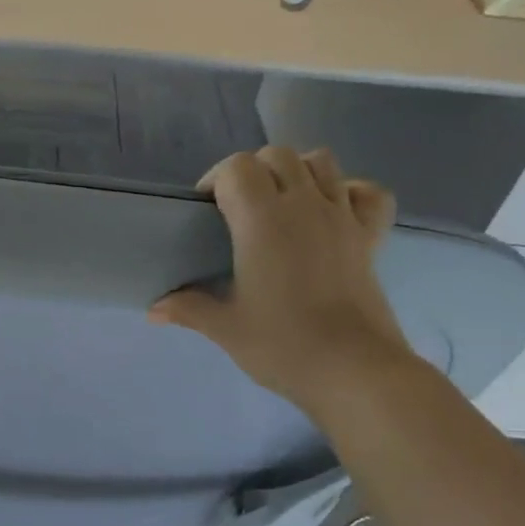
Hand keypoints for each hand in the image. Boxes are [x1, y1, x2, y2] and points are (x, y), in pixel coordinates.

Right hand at [150, 147, 412, 415]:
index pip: (236, 168)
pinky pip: (368, 193)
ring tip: (283, 204)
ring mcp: (342, 216)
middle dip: (253, 171)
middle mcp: (304, 204)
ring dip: (297, 171)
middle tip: (239, 209)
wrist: (352, 370)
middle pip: (278, 155)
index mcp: (262, 220)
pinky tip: (334, 212)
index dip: (217, 179)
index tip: (206, 211)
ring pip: (322, 161)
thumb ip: (188, 308)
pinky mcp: (370, 236)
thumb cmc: (282, 345)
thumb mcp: (225, 328)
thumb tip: (154, 310)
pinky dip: (351, 191)